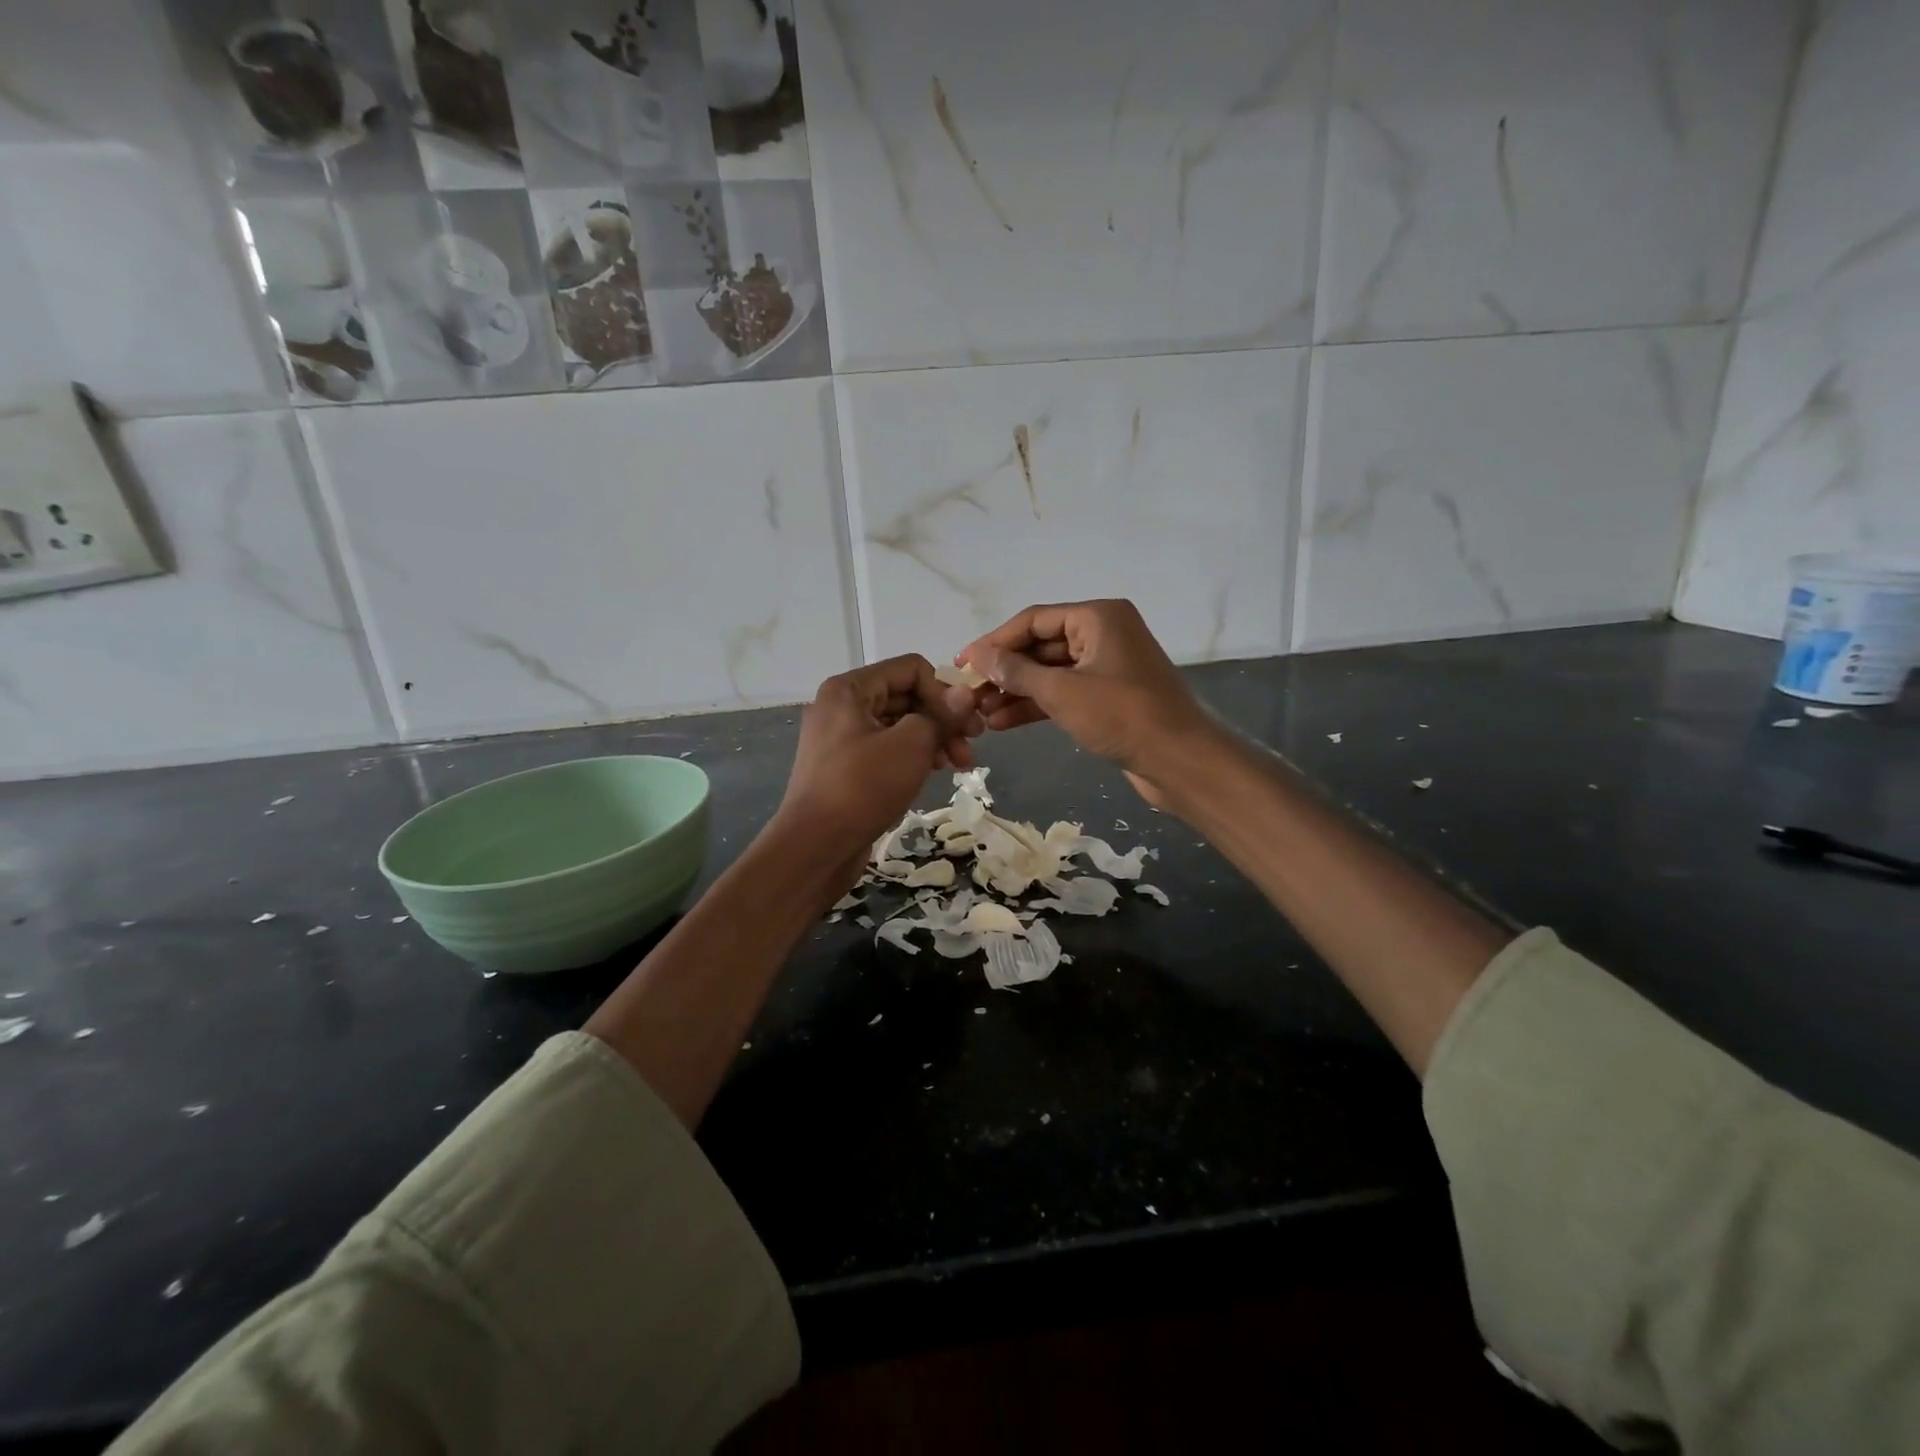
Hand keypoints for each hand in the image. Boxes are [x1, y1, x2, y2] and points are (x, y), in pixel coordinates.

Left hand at [774, 656, 979, 873]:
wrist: (814, 847)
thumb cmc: (862, 787)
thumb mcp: (910, 745)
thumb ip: (941, 715)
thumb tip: (966, 694)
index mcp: (850, 689)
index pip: (911, 669)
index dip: (944, 692)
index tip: (966, 724)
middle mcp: (842, 706)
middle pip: (906, 696)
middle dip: (942, 718)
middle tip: (972, 747)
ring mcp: (841, 739)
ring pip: (899, 725)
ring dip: (933, 739)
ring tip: (959, 765)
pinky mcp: (846, 769)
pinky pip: (887, 750)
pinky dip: (913, 757)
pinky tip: (933, 774)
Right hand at [957, 600, 1218, 804]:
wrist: (1179, 760)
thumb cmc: (1122, 716)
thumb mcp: (1062, 691)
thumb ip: (1016, 672)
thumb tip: (977, 656)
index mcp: (1098, 616)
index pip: (1033, 620)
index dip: (994, 642)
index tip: (962, 663)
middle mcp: (1103, 633)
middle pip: (1040, 646)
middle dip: (1004, 671)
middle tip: (968, 694)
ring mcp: (1107, 666)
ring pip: (1050, 672)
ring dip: (1016, 692)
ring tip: (979, 714)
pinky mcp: (1108, 696)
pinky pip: (1064, 692)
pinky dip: (1037, 705)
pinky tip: (1003, 723)